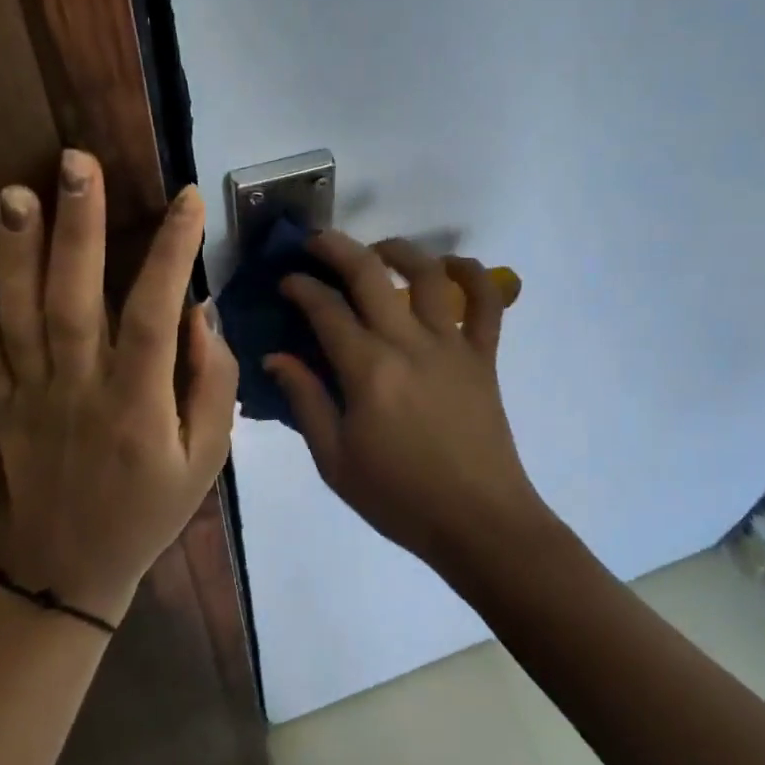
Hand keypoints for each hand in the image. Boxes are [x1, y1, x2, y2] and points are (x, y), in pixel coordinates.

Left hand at [0, 150, 238, 625]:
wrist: (74, 570)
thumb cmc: (152, 508)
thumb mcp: (208, 457)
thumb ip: (213, 383)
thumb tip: (199, 311)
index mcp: (138, 404)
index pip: (154, 315)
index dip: (171, 254)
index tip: (188, 198)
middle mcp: (80, 390)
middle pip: (75, 302)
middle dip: (78, 229)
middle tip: (76, 162)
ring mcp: (31, 397)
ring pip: (20, 320)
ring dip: (15, 255)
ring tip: (15, 192)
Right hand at [264, 232, 544, 564]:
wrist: (477, 521)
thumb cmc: (399, 498)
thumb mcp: (335, 460)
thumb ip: (306, 401)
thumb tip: (276, 357)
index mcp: (368, 370)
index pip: (326, 310)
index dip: (301, 288)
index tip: (286, 282)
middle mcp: (409, 343)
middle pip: (370, 274)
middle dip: (336, 248)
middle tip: (316, 243)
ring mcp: (452, 345)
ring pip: (428, 274)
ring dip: (398, 250)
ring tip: (377, 250)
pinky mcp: (484, 356)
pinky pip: (487, 303)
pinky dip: (472, 275)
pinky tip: (451, 266)